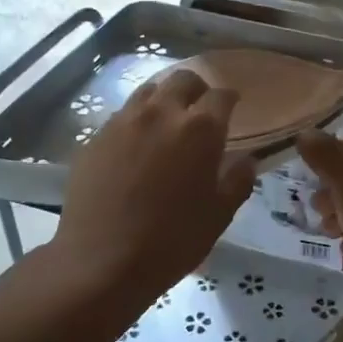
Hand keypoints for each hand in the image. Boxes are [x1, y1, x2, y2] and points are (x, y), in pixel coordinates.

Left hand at [51, 70, 255, 295]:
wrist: (101, 261)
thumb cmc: (171, 241)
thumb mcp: (219, 216)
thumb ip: (237, 181)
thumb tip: (246, 160)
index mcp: (199, 129)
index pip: (220, 96)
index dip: (229, 99)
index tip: (232, 106)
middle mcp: (161, 113)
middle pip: (182, 80)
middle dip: (197, 89)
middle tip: (200, 109)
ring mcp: (124, 122)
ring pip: (149, 91)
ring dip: (164, 99)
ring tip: (167, 121)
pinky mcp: (96, 137)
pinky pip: (122, 115)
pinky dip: (137, 120)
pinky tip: (137, 144)